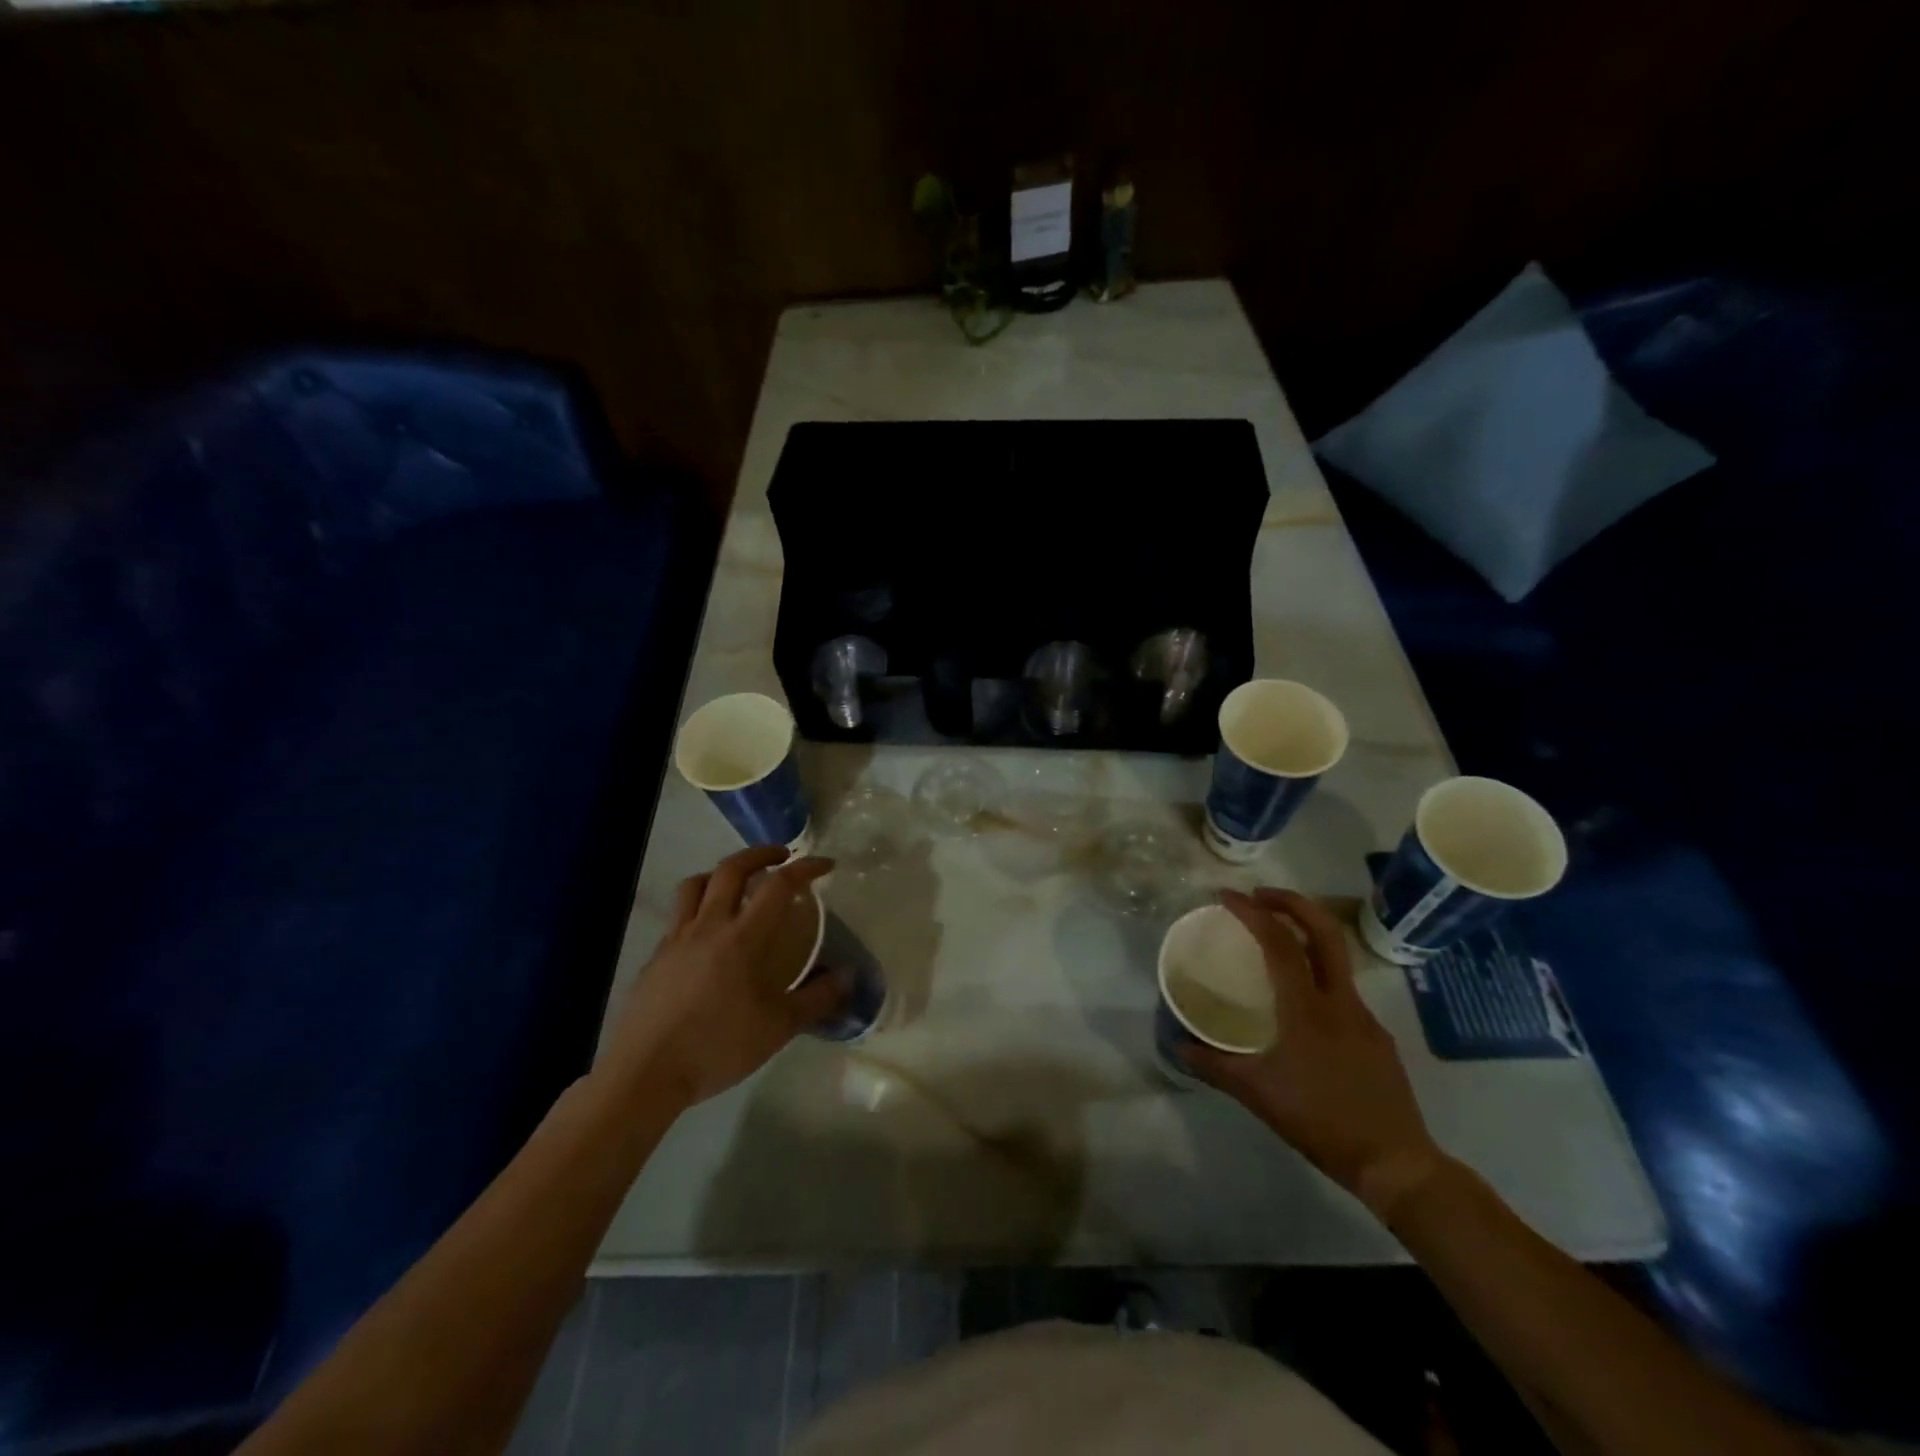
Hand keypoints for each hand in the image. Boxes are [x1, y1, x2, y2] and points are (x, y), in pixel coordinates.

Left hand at [599, 846, 843, 1110]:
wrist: (645, 1073)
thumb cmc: (717, 1047)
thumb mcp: (778, 1028)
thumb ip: (816, 998)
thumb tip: (847, 976)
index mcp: (742, 938)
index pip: (779, 885)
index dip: (805, 868)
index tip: (825, 864)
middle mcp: (708, 926)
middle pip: (731, 869)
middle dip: (760, 853)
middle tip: (781, 856)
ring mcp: (676, 939)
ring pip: (695, 884)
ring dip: (721, 873)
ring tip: (738, 883)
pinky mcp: (655, 957)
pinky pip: (678, 916)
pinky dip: (698, 907)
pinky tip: (708, 934)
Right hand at [1185, 887, 1447, 1219]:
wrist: (1395, 1163)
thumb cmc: (1320, 1121)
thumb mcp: (1256, 1094)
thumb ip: (1214, 1065)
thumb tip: (1178, 1045)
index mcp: (1307, 1008)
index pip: (1279, 942)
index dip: (1252, 912)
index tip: (1227, 896)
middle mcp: (1340, 1000)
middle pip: (1324, 930)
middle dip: (1292, 902)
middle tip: (1260, 896)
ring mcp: (1364, 1016)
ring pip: (1337, 957)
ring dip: (1306, 934)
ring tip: (1275, 940)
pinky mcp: (1377, 1035)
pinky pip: (1343, 989)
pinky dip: (1317, 974)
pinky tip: (1300, 1004)